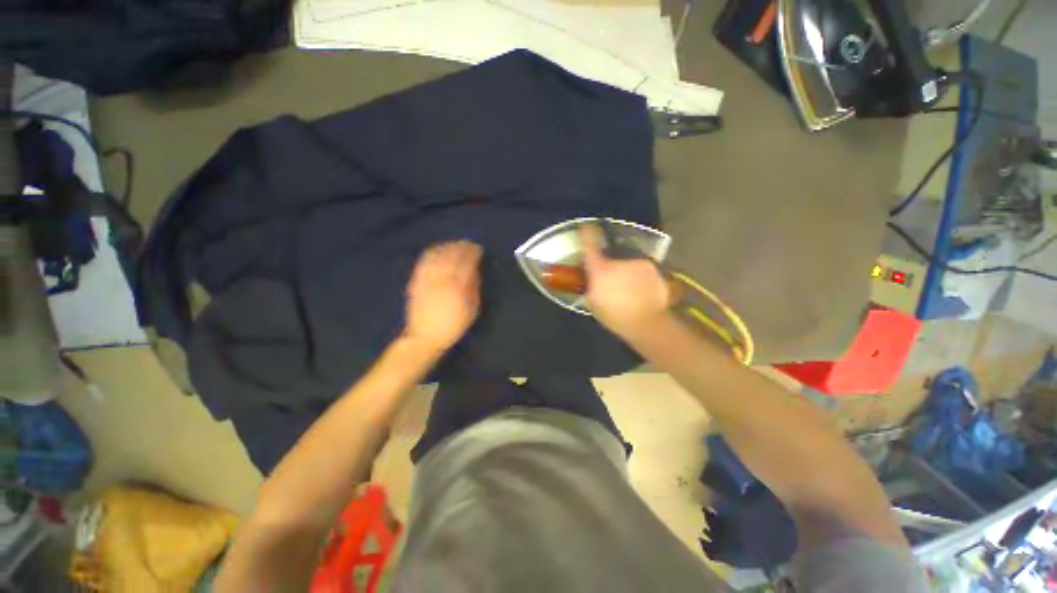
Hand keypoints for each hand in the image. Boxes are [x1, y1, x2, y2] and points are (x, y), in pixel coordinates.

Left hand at [402, 241, 482, 352]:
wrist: (425, 337)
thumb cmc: (453, 325)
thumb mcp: (472, 310)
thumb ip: (474, 288)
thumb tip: (475, 270)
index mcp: (457, 287)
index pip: (466, 262)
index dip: (472, 252)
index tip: (478, 248)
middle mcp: (441, 279)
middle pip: (451, 255)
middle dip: (461, 247)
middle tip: (468, 244)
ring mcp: (427, 279)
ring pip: (437, 255)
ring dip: (447, 246)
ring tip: (455, 245)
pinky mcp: (416, 280)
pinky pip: (425, 261)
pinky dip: (433, 252)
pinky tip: (438, 250)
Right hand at [580, 225, 670, 337]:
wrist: (646, 322)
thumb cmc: (614, 315)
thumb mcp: (593, 302)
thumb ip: (591, 284)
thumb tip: (591, 276)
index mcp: (600, 270)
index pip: (591, 246)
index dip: (587, 234)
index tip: (587, 225)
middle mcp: (619, 261)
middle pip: (611, 258)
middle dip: (610, 267)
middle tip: (613, 283)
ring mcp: (638, 263)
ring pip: (628, 264)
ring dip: (627, 272)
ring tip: (630, 290)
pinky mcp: (653, 268)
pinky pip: (642, 269)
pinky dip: (641, 277)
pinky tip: (643, 290)